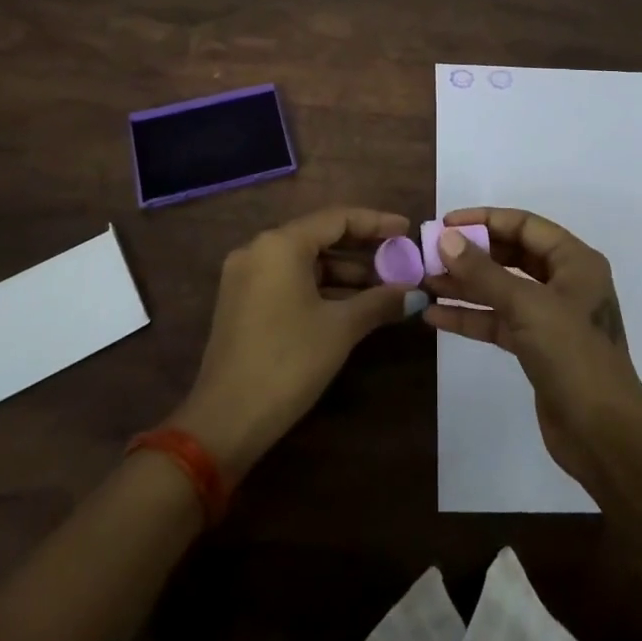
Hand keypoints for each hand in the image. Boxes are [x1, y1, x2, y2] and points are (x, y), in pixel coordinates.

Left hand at [173, 207, 413, 482]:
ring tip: (385, 286)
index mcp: (280, 245)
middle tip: (399, 258)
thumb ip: (380, 301)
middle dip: (362, 249)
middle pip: (319, 236)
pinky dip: (321, 287)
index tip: (406, 231)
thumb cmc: (288, 362)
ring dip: (344, 272)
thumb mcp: (341, 328)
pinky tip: (352, 303)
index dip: (376, 223)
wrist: (225, 421)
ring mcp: (246, 276)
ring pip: (305, 261)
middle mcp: (259, 250)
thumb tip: (416, 293)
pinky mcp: (242, 302)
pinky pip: (289, 280)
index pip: (337, 218)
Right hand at [423, 208, 641, 483]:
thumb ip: (483, 272)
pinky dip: (471, 317)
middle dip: (471, 254)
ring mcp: (551, 316)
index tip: (445, 224)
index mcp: (575, 261)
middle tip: (430, 254)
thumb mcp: (526, 306)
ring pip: (502, 290)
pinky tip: (436, 316)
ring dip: (465, 286)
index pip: (525, 225)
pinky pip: (499, 321)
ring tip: (425, 282)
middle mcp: (564, 282)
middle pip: (512, 255)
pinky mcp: (537, 347)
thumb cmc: (573, 355)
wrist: (604, 434)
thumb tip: (446, 239)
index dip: (484, 220)